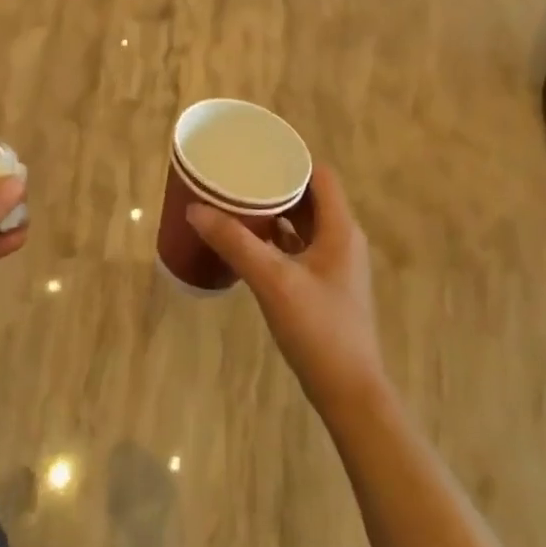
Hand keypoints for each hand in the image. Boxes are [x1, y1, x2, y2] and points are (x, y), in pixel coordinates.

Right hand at [188, 164, 385, 409]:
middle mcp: (341, 240)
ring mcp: (334, 265)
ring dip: (274, 213)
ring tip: (236, 204)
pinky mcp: (324, 287)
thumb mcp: (273, 281)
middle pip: (309, 198)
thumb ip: (235, 242)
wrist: (349, 392)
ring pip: (303, 225)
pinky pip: (298, 249)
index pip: (320, 176)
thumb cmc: (318, 329)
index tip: (256, 154)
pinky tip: (247, 243)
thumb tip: (196, 209)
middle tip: (237, 178)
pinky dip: (276, 240)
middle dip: (275, 185)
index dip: (291, 161)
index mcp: (340, 229)